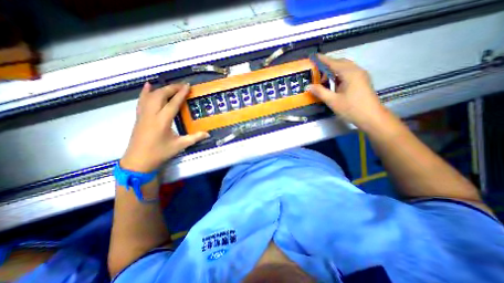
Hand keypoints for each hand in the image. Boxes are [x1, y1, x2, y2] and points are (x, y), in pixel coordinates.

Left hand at [119, 81, 208, 172]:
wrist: (138, 161)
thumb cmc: (160, 153)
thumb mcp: (180, 145)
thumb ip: (194, 138)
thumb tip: (207, 134)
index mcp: (162, 121)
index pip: (173, 103)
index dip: (181, 94)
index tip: (187, 86)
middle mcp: (151, 114)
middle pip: (160, 95)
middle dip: (172, 88)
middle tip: (182, 86)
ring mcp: (143, 114)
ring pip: (150, 96)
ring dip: (161, 89)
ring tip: (171, 86)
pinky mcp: (139, 117)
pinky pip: (141, 100)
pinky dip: (145, 92)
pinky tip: (148, 85)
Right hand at [307, 54, 388, 130]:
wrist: (371, 117)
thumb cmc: (351, 108)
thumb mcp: (332, 101)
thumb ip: (320, 92)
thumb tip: (308, 86)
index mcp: (349, 73)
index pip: (333, 62)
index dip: (322, 59)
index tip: (314, 56)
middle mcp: (356, 71)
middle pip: (340, 63)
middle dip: (328, 66)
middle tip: (317, 74)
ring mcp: (361, 75)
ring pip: (345, 68)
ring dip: (333, 72)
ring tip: (324, 81)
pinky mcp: (362, 81)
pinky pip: (348, 73)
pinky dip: (339, 76)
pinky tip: (334, 84)